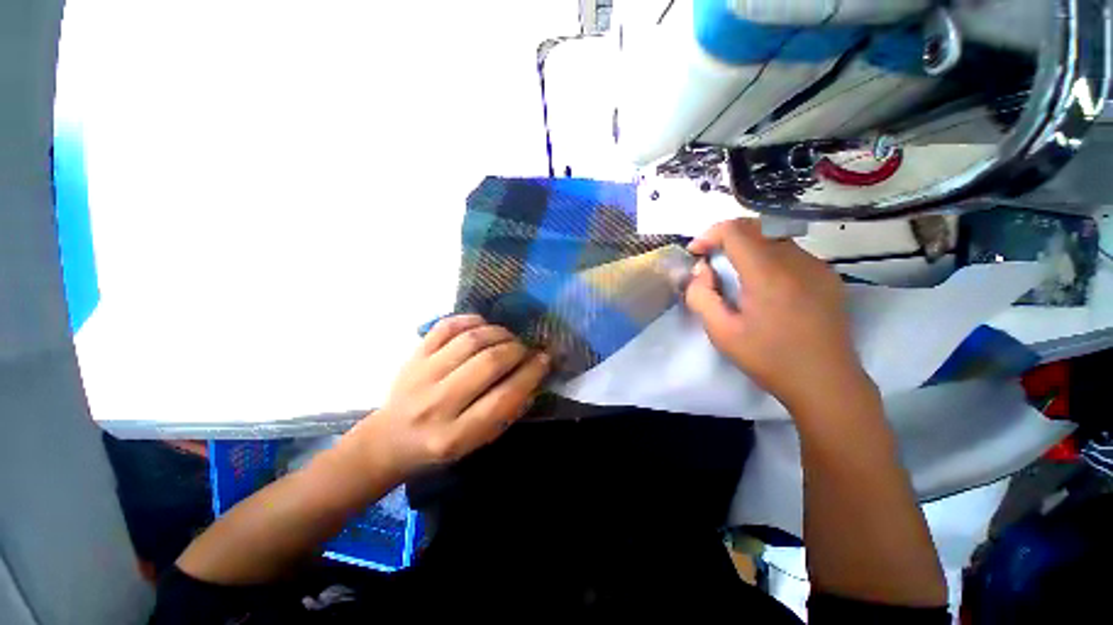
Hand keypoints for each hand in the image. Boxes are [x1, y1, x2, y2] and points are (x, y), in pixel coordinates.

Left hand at [348, 315, 549, 481]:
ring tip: (508, 337)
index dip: (531, 373)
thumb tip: (534, 377)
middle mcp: (437, 404)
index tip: (545, 359)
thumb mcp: (477, 442)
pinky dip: (471, 320)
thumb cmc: (440, 445)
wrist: (390, 439)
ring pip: (470, 341)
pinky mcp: (414, 356)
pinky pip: (446, 326)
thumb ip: (508, 412)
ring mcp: (422, 376)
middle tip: (526, 348)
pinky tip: (483, 325)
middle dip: (517, 349)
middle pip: (489, 363)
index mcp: (456, 435)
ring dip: (499, 333)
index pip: (504, 397)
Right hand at [685, 219, 874, 414]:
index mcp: (768, 274)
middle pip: (756, 227)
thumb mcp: (721, 332)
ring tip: (734, 273)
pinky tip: (763, 284)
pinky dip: (767, 256)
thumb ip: (701, 296)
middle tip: (710, 261)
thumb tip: (701, 271)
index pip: (736, 231)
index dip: (710, 235)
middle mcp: (797, 261)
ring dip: (747, 246)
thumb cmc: (769, 359)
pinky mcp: (827, 276)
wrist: (826, 383)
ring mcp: (817, 266)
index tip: (696, 253)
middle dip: (726, 237)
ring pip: (774, 237)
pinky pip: (790, 252)